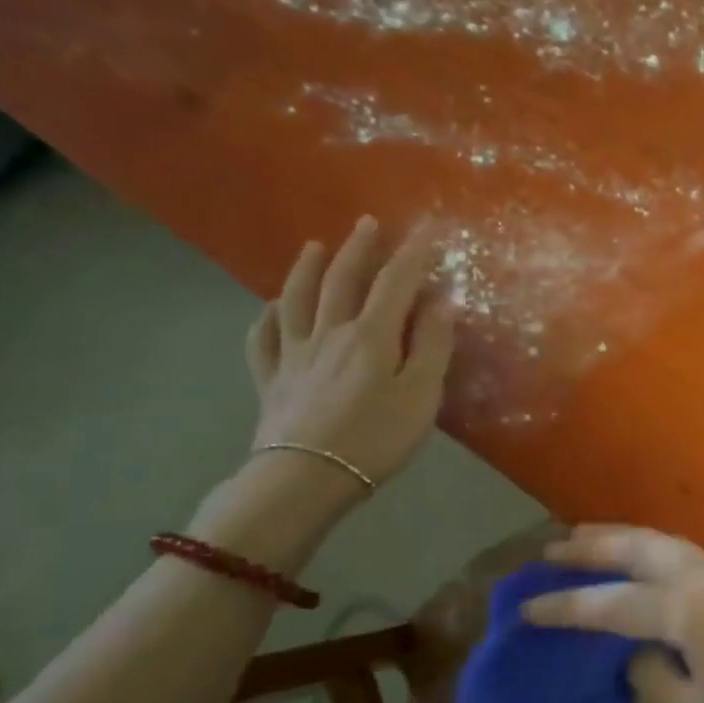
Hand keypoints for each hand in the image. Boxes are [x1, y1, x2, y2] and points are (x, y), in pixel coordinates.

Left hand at [244, 217, 454, 495]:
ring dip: (306, 269)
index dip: (412, 252)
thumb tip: (441, 300)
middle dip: (359, 249)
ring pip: (297, 300)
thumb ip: (432, 344)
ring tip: (314, 246)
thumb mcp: (421, 393)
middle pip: (342, 280)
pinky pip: (262, 340)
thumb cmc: (376, 438)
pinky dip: (266, 317)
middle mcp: (329, 333)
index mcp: (370, 335)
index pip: (395, 282)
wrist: (306, 479)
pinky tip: (271, 307)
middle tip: (367, 223)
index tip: (425, 226)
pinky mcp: (271, 381)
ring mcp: (294, 356)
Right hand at [524, 526, 703, 702]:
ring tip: (589, 543)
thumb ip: (650, 676)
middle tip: (554, 548)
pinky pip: (691, 560)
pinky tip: (642, 570)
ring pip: (670, 546)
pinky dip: (657, 557)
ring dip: (628, 543)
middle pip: (643, 549)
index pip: (613, 603)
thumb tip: (639, 650)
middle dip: (596, 545)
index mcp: (691, 608)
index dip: (566, 607)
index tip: (526, 606)